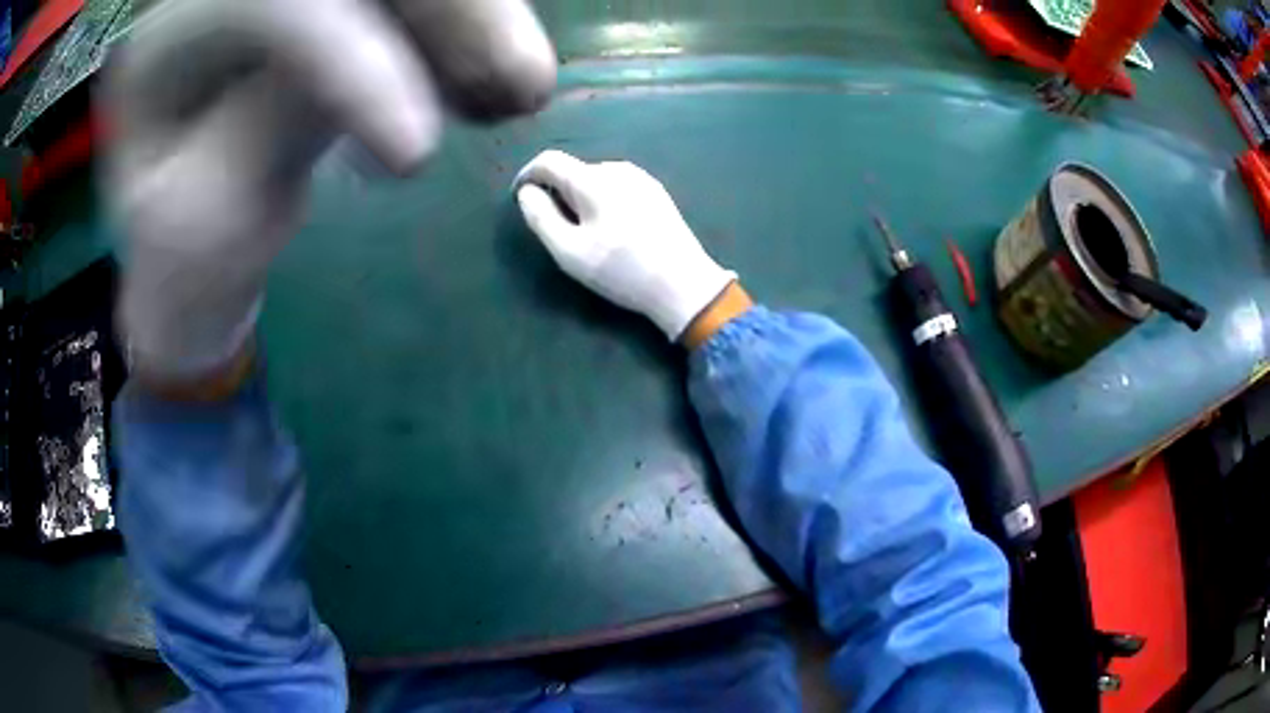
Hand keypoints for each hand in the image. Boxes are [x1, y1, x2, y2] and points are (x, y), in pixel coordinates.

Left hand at [107, 0, 555, 384]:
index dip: (347, 58)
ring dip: (473, 18)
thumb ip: (267, 135)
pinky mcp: (331, 9)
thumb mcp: (204, 225)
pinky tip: (491, 83)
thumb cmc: (185, 259)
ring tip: (521, 91)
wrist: (194, 247)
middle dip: (448, 10)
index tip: (417, 151)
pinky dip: (465, 31)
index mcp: (164, 43)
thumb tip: (379, 62)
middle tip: (523, 83)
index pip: (264, 3)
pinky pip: (411, 7)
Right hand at [514, 151, 736, 340]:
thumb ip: (541, 218)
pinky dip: (602, 199)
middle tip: (556, 228)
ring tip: (585, 233)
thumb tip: (527, 192)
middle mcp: (617, 169)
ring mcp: (641, 178)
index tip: (520, 196)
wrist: (683, 283)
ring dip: (580, 196)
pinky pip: (616, 186)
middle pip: (573, 170)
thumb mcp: (569, 252)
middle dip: (556, 191)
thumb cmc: (621, 270)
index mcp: (593, 180)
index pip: (549, 160)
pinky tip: (612, 229)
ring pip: (595, 178)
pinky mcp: (656, 191)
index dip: (528, 174)